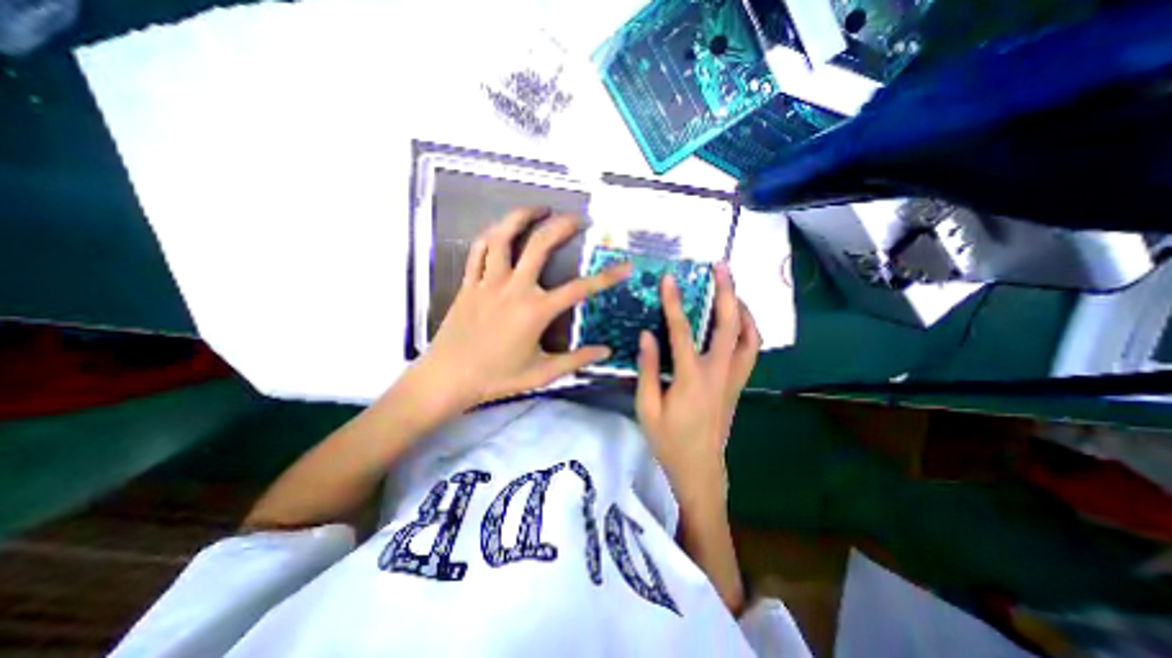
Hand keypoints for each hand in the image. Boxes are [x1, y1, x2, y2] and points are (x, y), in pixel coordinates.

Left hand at [411, 205, 632, 413]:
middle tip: (577, 218)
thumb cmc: (497, 377)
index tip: (625, 266)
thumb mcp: (542, 373)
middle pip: (539, 246)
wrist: (448, 378)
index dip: (606, 277)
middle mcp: (513, 289)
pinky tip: (501, 230)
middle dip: (561, 227)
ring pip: (502, 238)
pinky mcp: (468, 284)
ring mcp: (488, 282)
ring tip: (538, 209)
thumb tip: (606, 352)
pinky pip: (478, 251)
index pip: (579, 289)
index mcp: (535, 311)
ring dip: (521, 217)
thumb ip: (576, 360)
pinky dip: (491, 236)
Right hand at [637, 263, 766, 507]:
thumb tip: (647, 335)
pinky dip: (749, 331)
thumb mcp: (647, 408)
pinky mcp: (738, 385)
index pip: (682, 331)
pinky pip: (751, 351)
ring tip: (733, 290)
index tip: (669, 279)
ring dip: (743, 309)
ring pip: (749, 336)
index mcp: (691, 378)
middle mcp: (718, 373)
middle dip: (727, 292)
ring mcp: (733, 379)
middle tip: (722, 267)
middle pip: (728, 325)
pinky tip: (739, 322)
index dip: (674, 303)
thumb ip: (648, 369)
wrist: (700, 470)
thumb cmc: (669, 441)